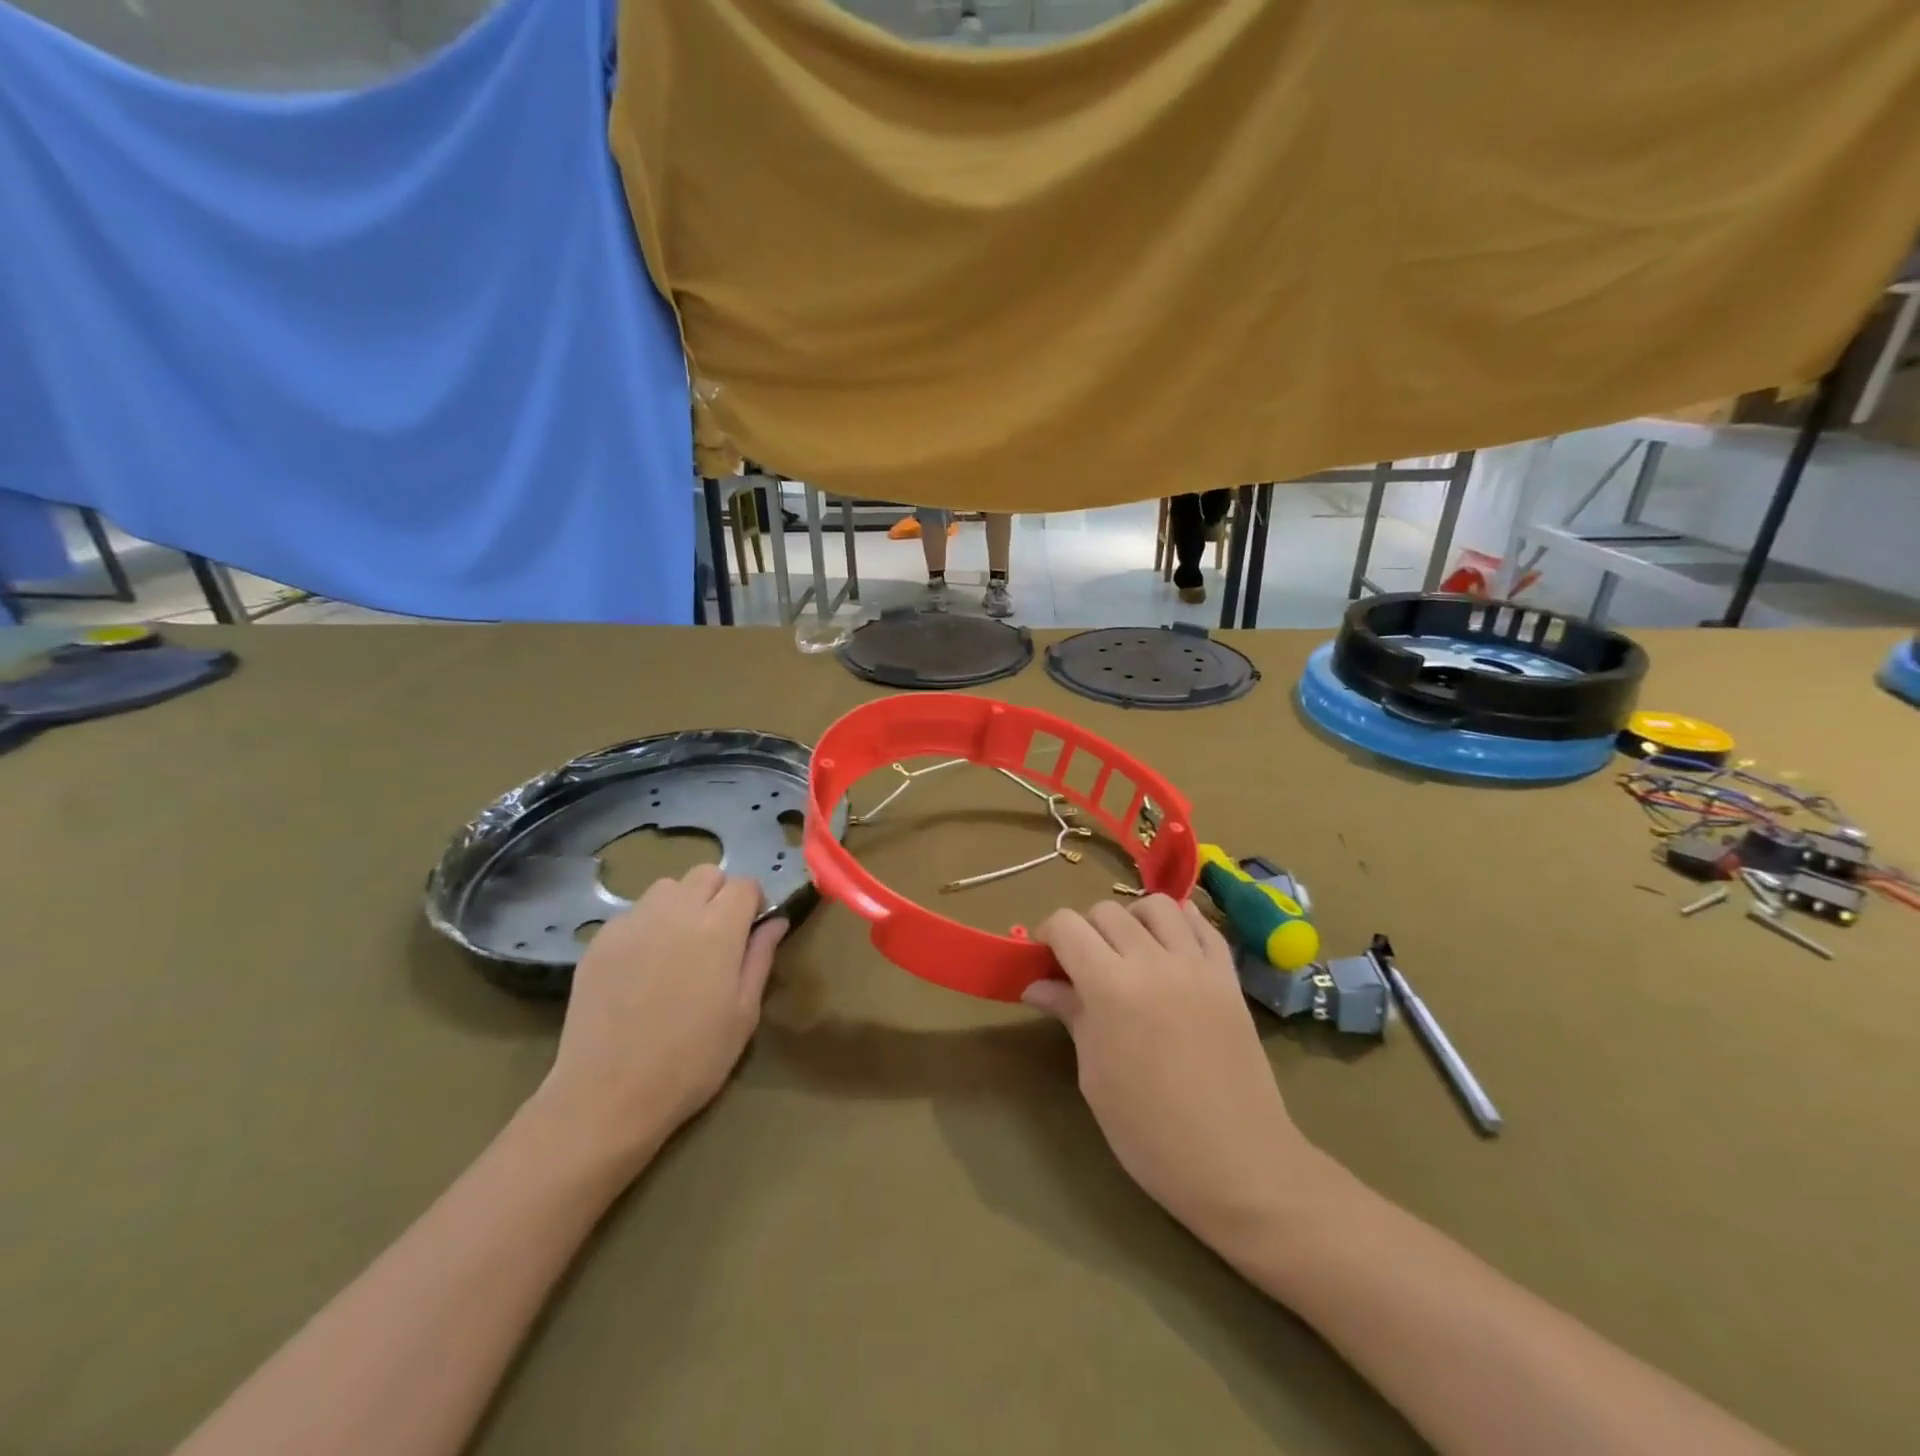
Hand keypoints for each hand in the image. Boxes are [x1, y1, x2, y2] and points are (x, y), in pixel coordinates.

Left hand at [533, 866, 785, 1171]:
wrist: (608, 1095)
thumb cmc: (692, 1060)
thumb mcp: (744, 1013)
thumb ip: (761, 957)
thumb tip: (775, 921)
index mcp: (718, 928)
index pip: (744, 884)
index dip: (753, 902)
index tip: (751, 929)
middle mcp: (676, 911)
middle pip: (706, 874)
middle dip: (719, 894)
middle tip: (718, 936)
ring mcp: (632, 922)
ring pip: (666, 888)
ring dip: (682, 903)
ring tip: (679, 945)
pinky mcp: (600, 941)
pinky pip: (632, 914)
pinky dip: (647, 925)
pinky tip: (643, 967)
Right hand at [1027, 896, 1318, 1240]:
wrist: (1238, 1163)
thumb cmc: (1150, 1132)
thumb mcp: (1095, 1076)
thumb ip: (1070, 1015)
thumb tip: (1036, 984)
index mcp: (1111, 987)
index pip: (1067, 925)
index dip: (1048, 934)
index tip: (1045, 958)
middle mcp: (1153, 961)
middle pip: (1106, 910)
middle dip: (1085, 929)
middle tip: (1083, 965)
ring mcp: (1197, 965)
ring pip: (1156, 906)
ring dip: (1132, 919)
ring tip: (1130, 951)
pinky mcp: (1229, 976)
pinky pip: (1202, 925)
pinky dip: (1180, 923)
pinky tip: (1170, 947)